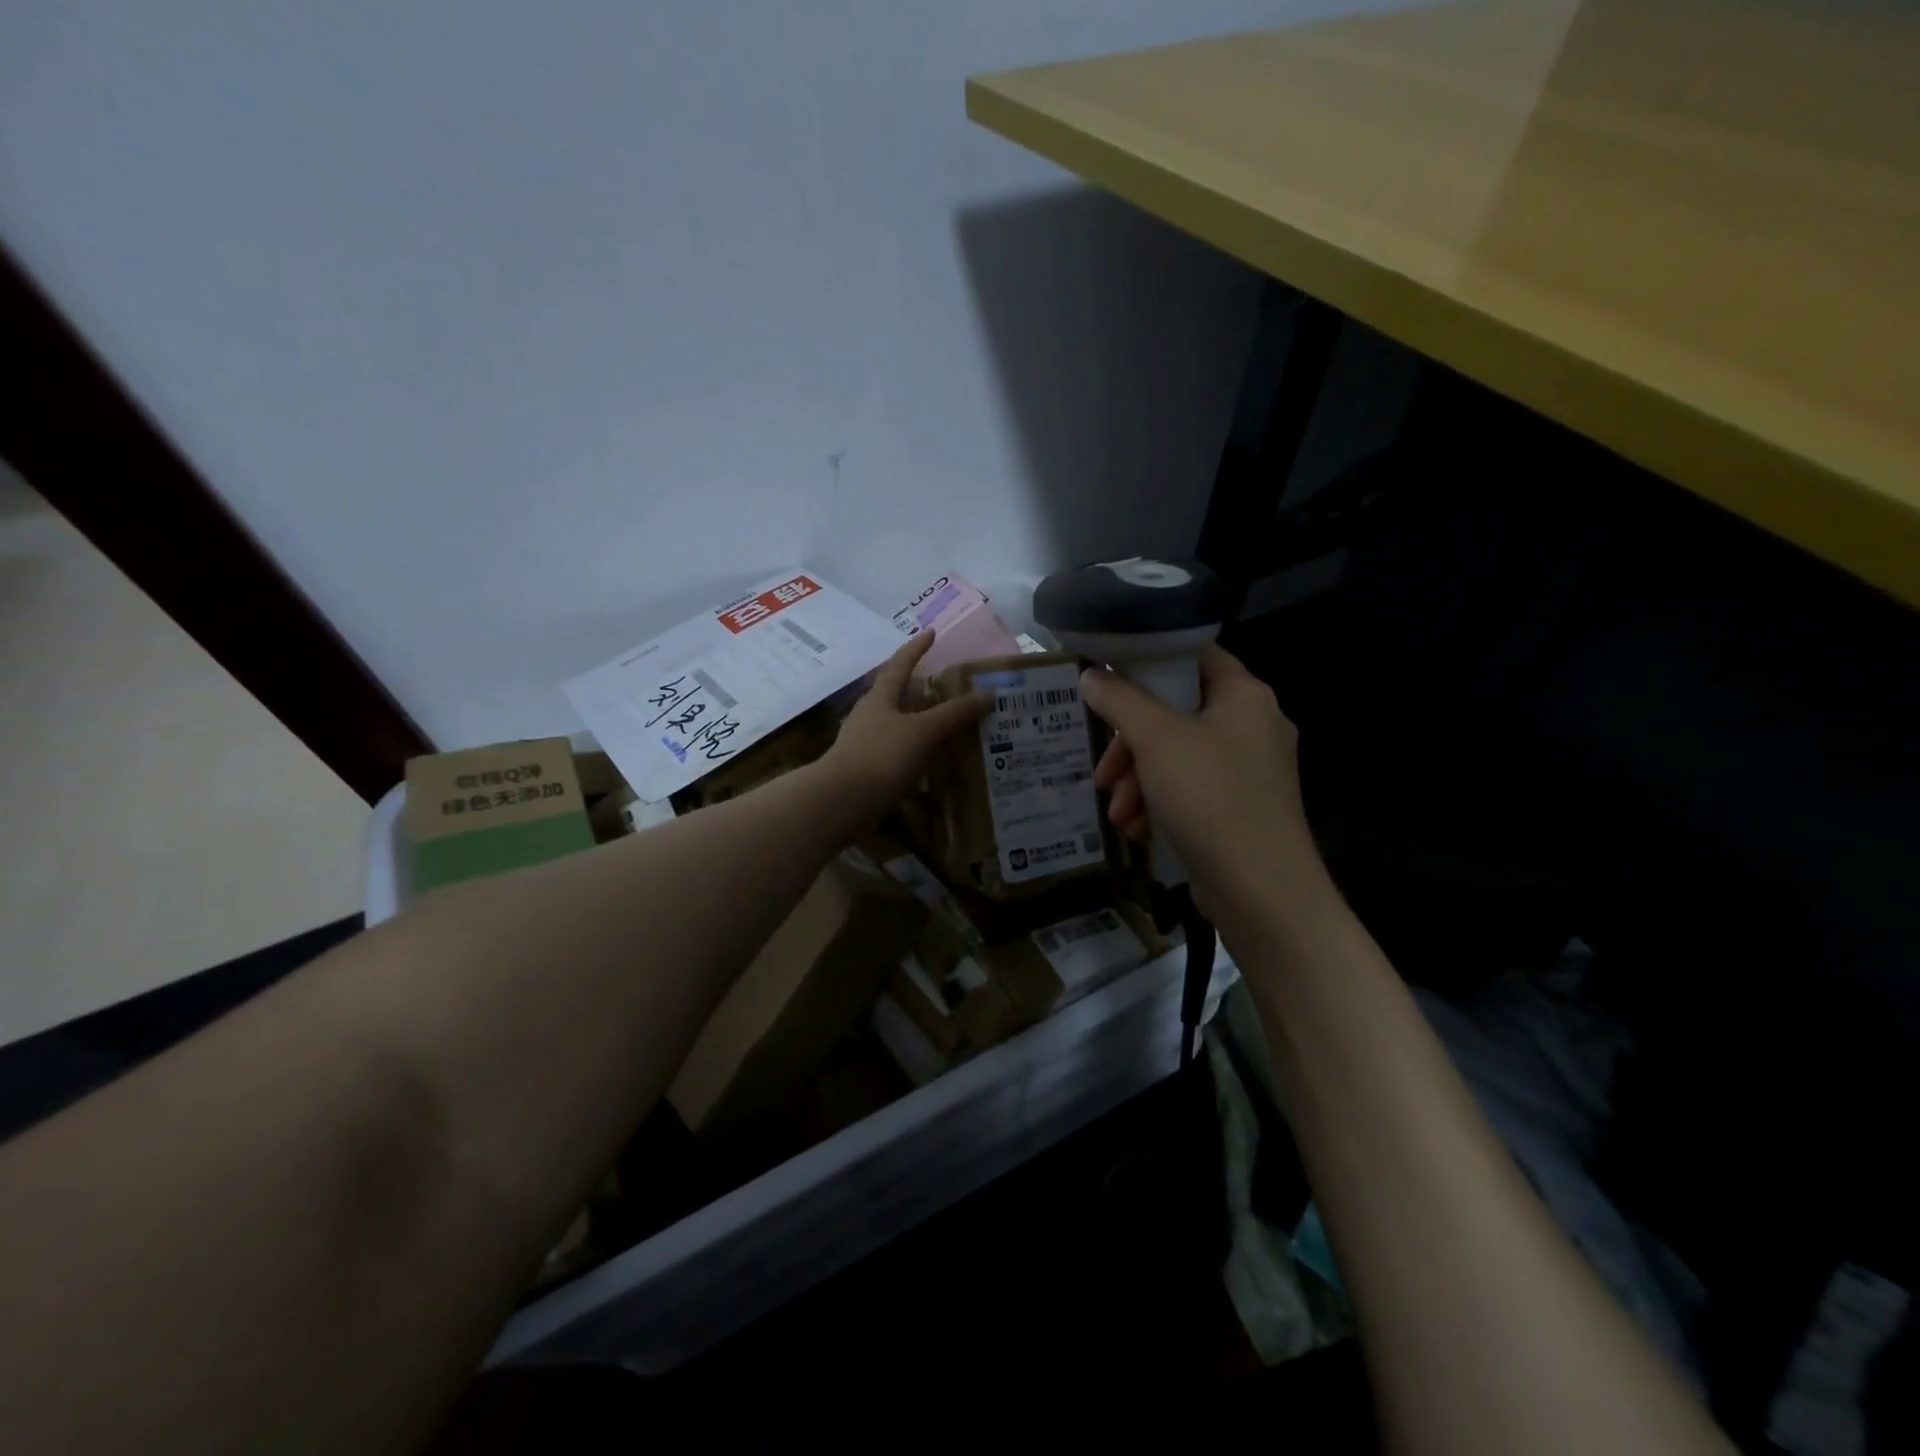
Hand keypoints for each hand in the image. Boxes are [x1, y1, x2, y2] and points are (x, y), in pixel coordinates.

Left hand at [820, 631, 988, 826]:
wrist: (842, 802)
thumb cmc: (881, 756)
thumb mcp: (923, 731)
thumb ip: (955, 713)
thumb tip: (988, 693)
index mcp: (880, 698)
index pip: (900, 664)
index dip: (916, 648)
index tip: (931, 633)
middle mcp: (870, 716)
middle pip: (896, 696)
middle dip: (920, 690)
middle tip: (947, 687)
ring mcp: (866, 745)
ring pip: (897, 727)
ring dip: (920, 724)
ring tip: (948, 727)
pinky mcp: (867, 772)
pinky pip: (897, 755)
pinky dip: (916, 754)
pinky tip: (933, 764)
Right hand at [1081, 645, 1324, 919]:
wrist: (1262, 892)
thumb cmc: (1210, 798)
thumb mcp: (1156, 740)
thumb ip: (1119, 700)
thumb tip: (1091, 674)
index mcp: (1244, 695)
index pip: (1193, 655)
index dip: (1149, 660)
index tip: (1108, 680)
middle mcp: (1251, 726)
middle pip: (1175, 714)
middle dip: (1130, 746)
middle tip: (1104, 773)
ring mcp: (1247, 771)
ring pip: (1176, 757)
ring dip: (1137, 782)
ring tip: (1117, 813)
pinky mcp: (1238, 809)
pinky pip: (1189, 791)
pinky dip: (1159, 805)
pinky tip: (1138, 831)